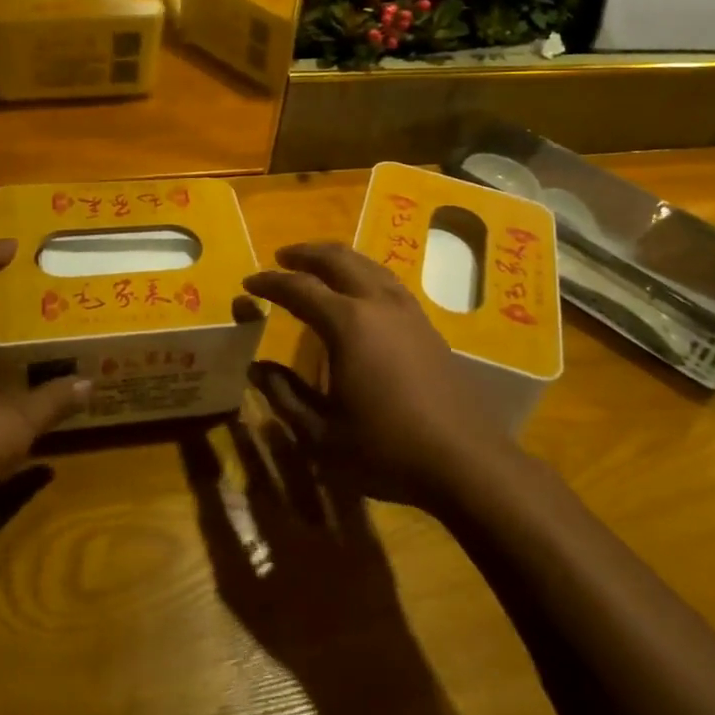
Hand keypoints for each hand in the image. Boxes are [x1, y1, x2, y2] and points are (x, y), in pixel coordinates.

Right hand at [243, 243, 515, 508]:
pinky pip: (386, 280)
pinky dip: (362, 272)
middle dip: (306, 253)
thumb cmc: (386, 448)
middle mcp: (378, 304)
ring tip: (317, 265)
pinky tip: (360, 290)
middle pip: (338, 259)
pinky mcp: (426, 324)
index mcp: (348, 324)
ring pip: (367, 264)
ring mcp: (407, 311)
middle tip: (282, 257)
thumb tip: (256, 369)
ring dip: (337, 258)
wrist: (465, 460)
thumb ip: (285, 396)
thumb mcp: (322, 434)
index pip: (300, 288)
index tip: (249, 282)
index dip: (271, 282)